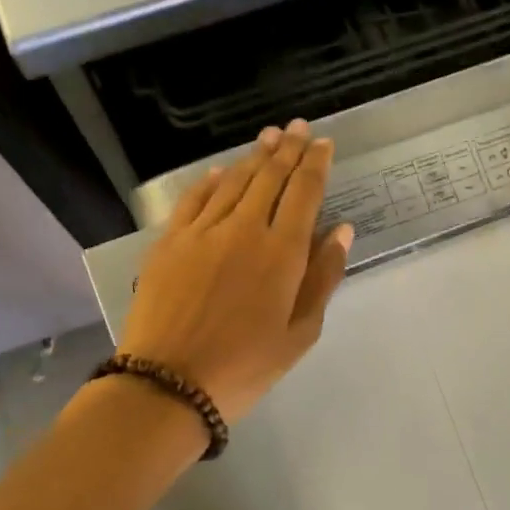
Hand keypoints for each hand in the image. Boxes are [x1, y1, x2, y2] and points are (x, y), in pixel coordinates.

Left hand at [118, 120, 353, 423]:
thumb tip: (341, 230)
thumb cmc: (244, 367)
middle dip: (288, 148)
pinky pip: (195, 198)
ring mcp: (202, 231)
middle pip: (270, 176)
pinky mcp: (170, 240)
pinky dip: (212, 180)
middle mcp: (244, 228)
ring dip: (255, 156)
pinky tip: (222, 170)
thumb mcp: (300, 333)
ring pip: (234, 180)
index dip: (315, 164)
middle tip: (298, 127)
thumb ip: (323, 277)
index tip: (323, 143)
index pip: (303, 192)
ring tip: (269, 136)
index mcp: (282, 252)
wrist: (168, 383)